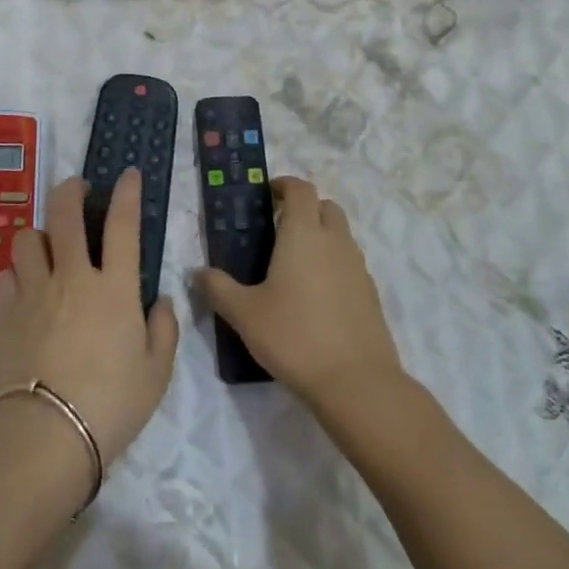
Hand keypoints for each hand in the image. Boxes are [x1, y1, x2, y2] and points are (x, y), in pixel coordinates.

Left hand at [0, 170, 178, 480]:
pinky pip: (6, 274)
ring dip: (40, 232)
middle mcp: (71, 277)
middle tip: (77, 189)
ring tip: (47, 244)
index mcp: (114, 288)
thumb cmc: (111, 405)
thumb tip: (161, 300)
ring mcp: (32, 291)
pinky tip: (24, 285)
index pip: (122, 225)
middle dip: (71, 190)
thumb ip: (163, 330)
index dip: (127, 193)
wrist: (45, 435)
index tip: (128, 174)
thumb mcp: (156, 373)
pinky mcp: (1, 312)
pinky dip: (17, 271)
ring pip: (28, 238)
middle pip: (65, 213)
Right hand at [197, 177, 403, 414]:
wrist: (356, 383)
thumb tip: (197, 272)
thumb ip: (217, 288)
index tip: (266, 195)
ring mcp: (358, 267)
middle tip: (278, 228)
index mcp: (303, 234)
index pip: (300, 189)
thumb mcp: (244, 314)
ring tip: (293, 265)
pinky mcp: (370, 293)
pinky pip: (350, 263)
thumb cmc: (294, 337)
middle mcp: (335, 242)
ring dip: (321, 235)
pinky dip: (334, 264)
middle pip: (325, 206)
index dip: (283, 185)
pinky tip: (315, 296)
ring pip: (341, 235)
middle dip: (304, 208)